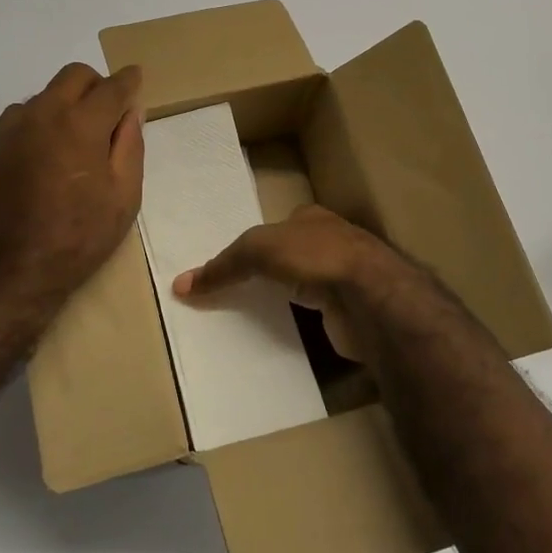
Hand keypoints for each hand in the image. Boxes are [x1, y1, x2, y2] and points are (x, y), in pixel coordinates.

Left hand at [0, 62, 143, 308]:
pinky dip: (43, 120)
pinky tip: (49, 152)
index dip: (129, 80)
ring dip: (67, 103)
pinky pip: (23, 115)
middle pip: (74, 76)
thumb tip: (132, 112)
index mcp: (81, 125)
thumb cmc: (78, 239)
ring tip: (78, 140)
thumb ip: (130, 146)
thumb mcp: (123, 198)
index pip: (111, 88)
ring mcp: (13, 128)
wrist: (10, 271)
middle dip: (97, 85)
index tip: (136, 77)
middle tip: (110, 112)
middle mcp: (44, 114)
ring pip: (46, 94)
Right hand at [174, 205, 416, 358]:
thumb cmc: (314, 256)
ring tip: (257, 315)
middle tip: (240, 292)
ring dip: (288, 297)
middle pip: (293, 255)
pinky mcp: (351, 312)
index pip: (278, 227)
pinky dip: (302, 323)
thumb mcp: (257, 250)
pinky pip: (316, 316)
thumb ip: (222, 266)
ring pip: (306, 286)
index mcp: (312, 218)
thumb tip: (179, 285)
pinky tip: (286, 334)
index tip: (235, 265)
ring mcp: (345, 278)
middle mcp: (332, 243)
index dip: (257, 243)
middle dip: (272, 271)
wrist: (371, 295)